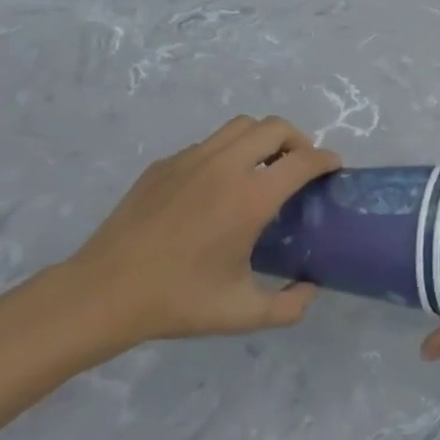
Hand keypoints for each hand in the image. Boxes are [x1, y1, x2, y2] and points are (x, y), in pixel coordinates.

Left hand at [45, 116, 340, 358]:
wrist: (105, 292)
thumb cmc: (178, 301)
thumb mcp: (242, 314)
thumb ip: (289, 306)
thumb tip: (311, 288)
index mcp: (250, 199)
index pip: (302, 160)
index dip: (326, 159)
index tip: (334, 168)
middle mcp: (225, 167)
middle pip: (274, 127)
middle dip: (297, 139)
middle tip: (299, 167)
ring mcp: (191, 159)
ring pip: (240, 126)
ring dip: (262, 139)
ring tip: (262, 168)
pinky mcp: (165, 164)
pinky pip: (208, 144)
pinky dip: (227, 152)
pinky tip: (217, 187)